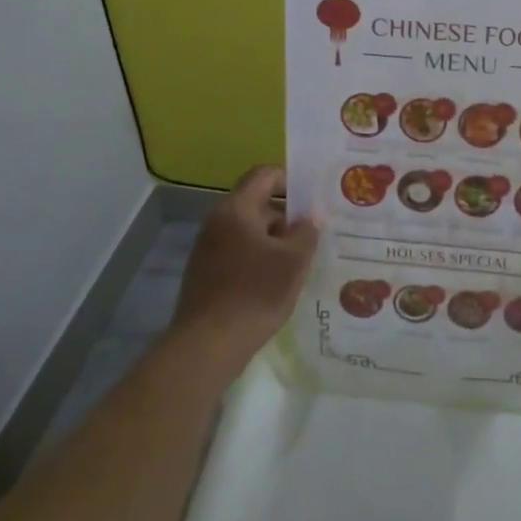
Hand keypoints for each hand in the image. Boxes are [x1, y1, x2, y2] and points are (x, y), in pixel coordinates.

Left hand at [170, 166, 318, 377]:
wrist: (207, 346)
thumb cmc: (255, 293)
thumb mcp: (293, 261)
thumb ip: (306, 232)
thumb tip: (311, 217)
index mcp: (236, 209)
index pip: (264, 175)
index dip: (290, 179)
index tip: (313, 198)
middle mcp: (217, 222)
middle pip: (257, 204)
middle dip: (287, 216)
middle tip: (314, 233)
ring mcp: (208, 249)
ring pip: (248, 232)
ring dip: (275, 240)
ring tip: (301, 260)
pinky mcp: (206, 274)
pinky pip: (238, 253)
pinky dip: (259, 259)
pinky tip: (277, 282)